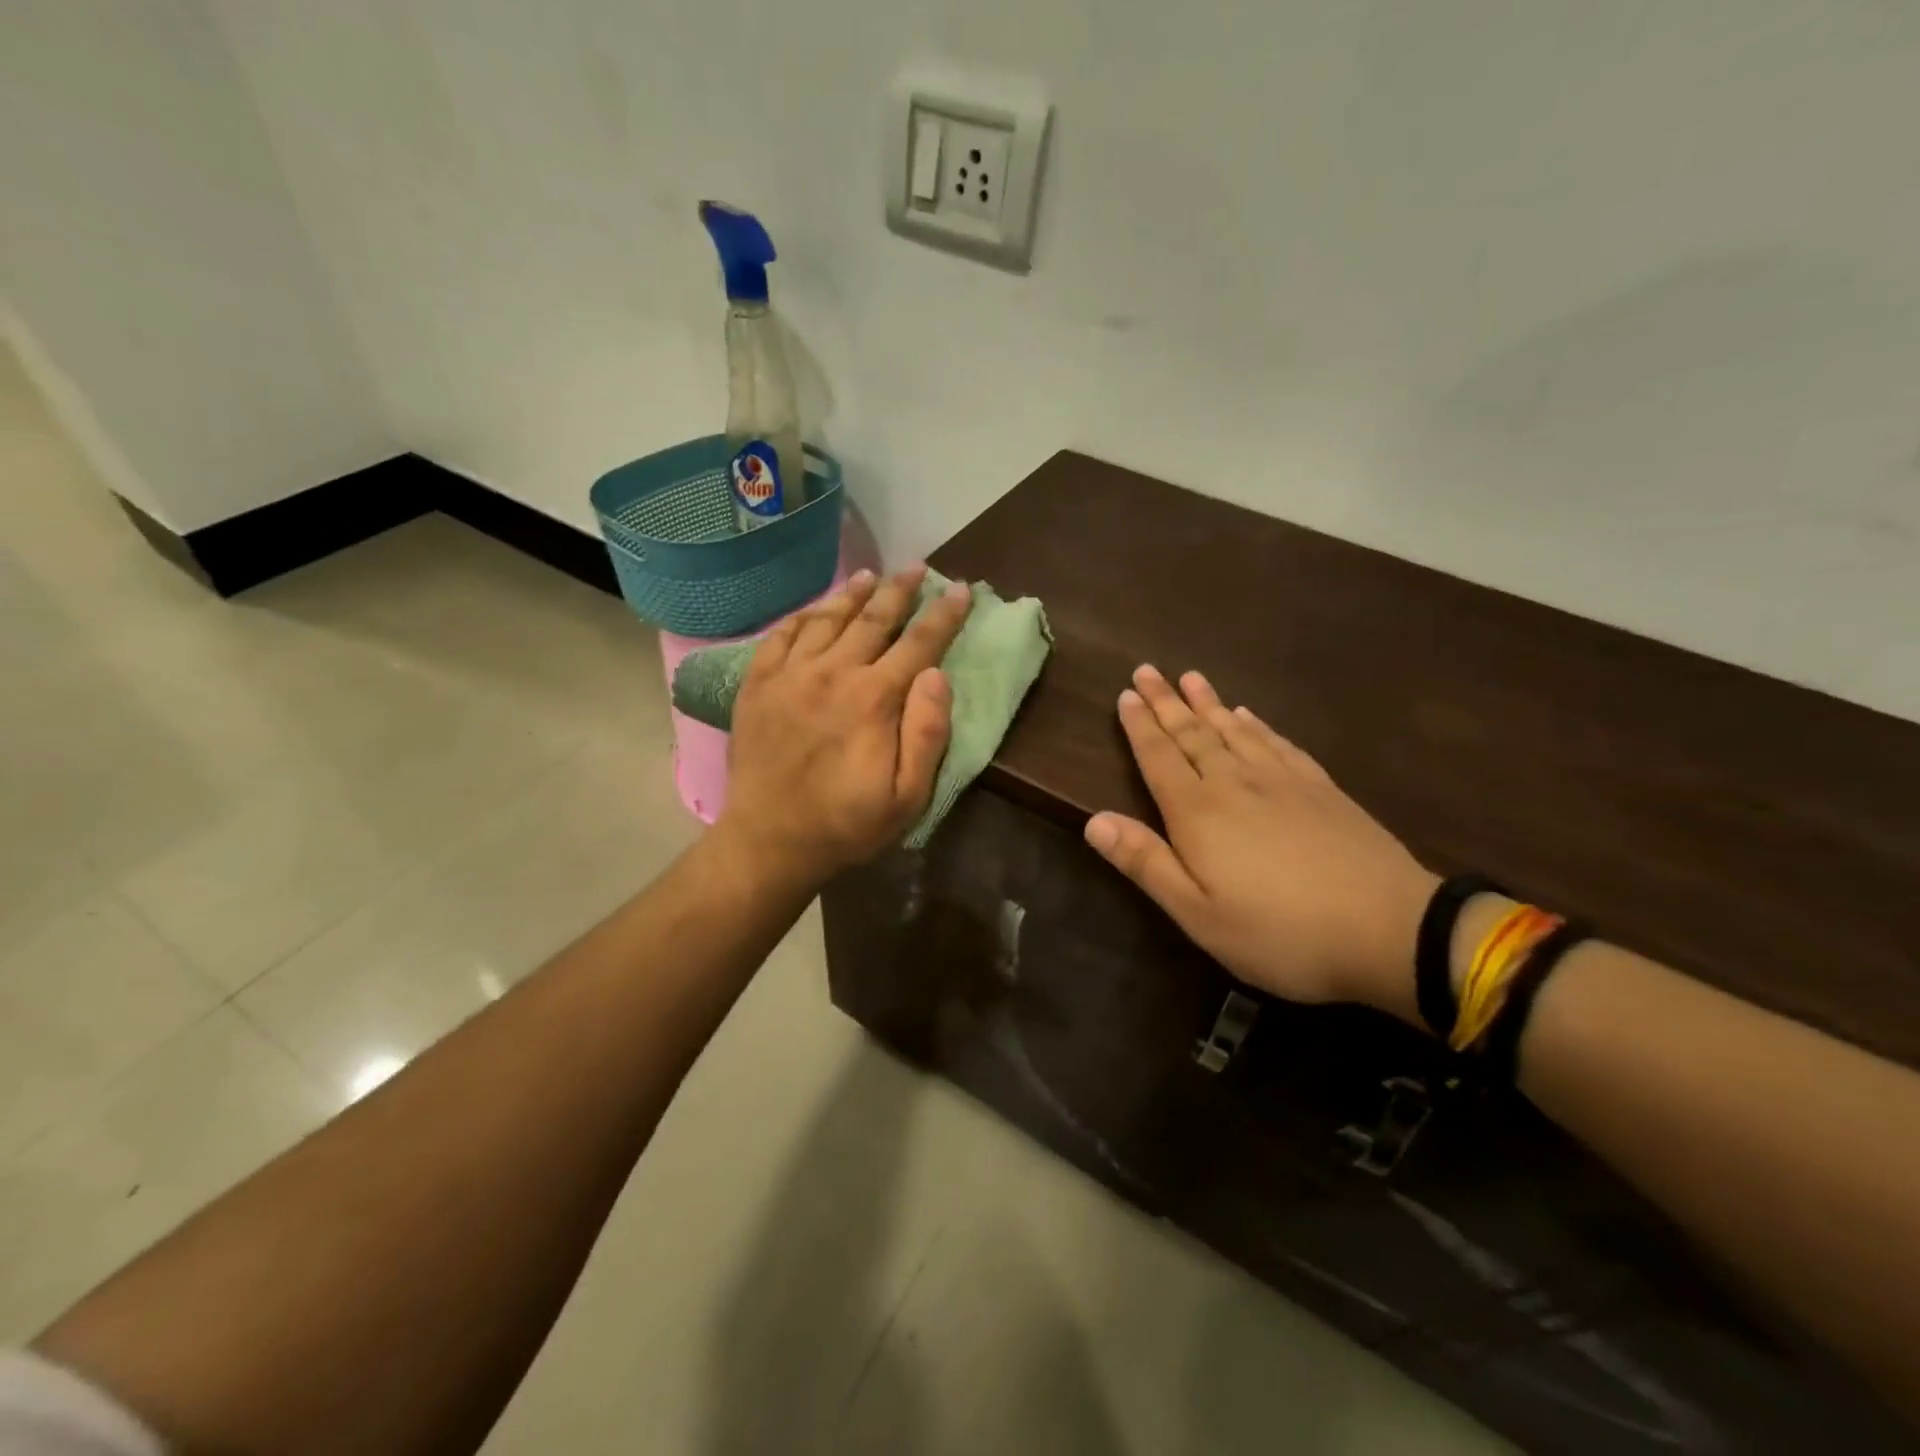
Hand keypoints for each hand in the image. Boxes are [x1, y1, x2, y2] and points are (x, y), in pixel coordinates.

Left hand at [718, 564, 972, 886]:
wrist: (768, 840)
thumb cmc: (846, 824)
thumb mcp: (907, 797)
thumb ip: (927, 734)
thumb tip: (937, 676)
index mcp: (874, 699)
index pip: (919, 644)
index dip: (943, 615)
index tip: (960, 590)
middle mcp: (833, 674)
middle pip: (873, 619)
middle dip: (900, 590)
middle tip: (917, 567)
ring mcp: (790, 675)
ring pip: (827, 619)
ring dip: (853, 594)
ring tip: (871, 575)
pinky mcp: (757, 684)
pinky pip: (781, 635)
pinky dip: (802, 616)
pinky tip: (815, 608)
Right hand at [1084, 665, 1438, 1017]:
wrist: (1390, 929)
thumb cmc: (1280, 932)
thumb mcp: (1199, 914)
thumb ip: (1146, 863)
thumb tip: (1093, 820)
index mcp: (1199, 814)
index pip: (1159, 758)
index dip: (1139, 726)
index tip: (1125, 694)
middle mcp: (1235, 784)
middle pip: (1193, 734)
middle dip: (1166, 701)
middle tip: (1147, 670)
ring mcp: (1283, 781)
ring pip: (1235, 730)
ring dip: (1208, 703)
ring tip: (1190, 677)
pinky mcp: (1321, 788)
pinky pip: (1278, 743)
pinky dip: (1257, 725)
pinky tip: (1249, 715)